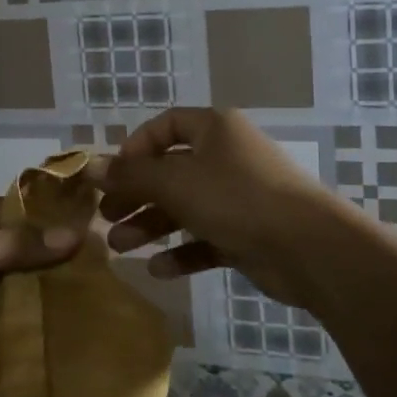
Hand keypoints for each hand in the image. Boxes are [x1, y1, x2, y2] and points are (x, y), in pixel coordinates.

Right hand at [89, 107, 357, 311]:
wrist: (308, 247)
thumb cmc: (236, 198)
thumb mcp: (175, 182)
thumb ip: (130, 175)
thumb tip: (88, 166)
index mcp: (214, 130)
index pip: (166, 126)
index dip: (136, 148)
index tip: (112, 174)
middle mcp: (226, 157)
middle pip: (171, 171)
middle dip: (136, 195)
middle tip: (106, 217)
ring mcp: (238, 197)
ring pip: (185, 207)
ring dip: (152, 225)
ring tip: (121, 247)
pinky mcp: (247, 234)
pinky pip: (206, 238)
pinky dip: (182, 252)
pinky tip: (159, 270)